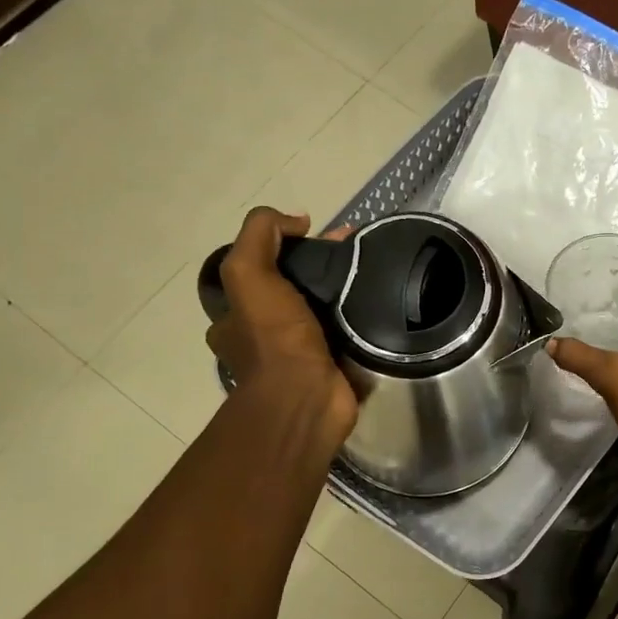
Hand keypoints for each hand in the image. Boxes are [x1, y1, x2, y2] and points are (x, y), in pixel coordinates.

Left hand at [205, 208, 357, 452]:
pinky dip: (360, 318)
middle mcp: (263, 336)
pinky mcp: (332, 367)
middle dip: (319, 267)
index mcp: (236, 317)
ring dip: (343, 291)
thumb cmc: (273, 338)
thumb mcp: (248, 272)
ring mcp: (299, 355)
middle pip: (293, 288)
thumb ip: (260, 234)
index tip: (317, 233)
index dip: (285, 246)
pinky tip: (380, 301)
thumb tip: (296, 220)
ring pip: (321, 310)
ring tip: (371, 271)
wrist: (306, 398)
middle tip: (352, 251)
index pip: (258, 271)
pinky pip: (346, 333)